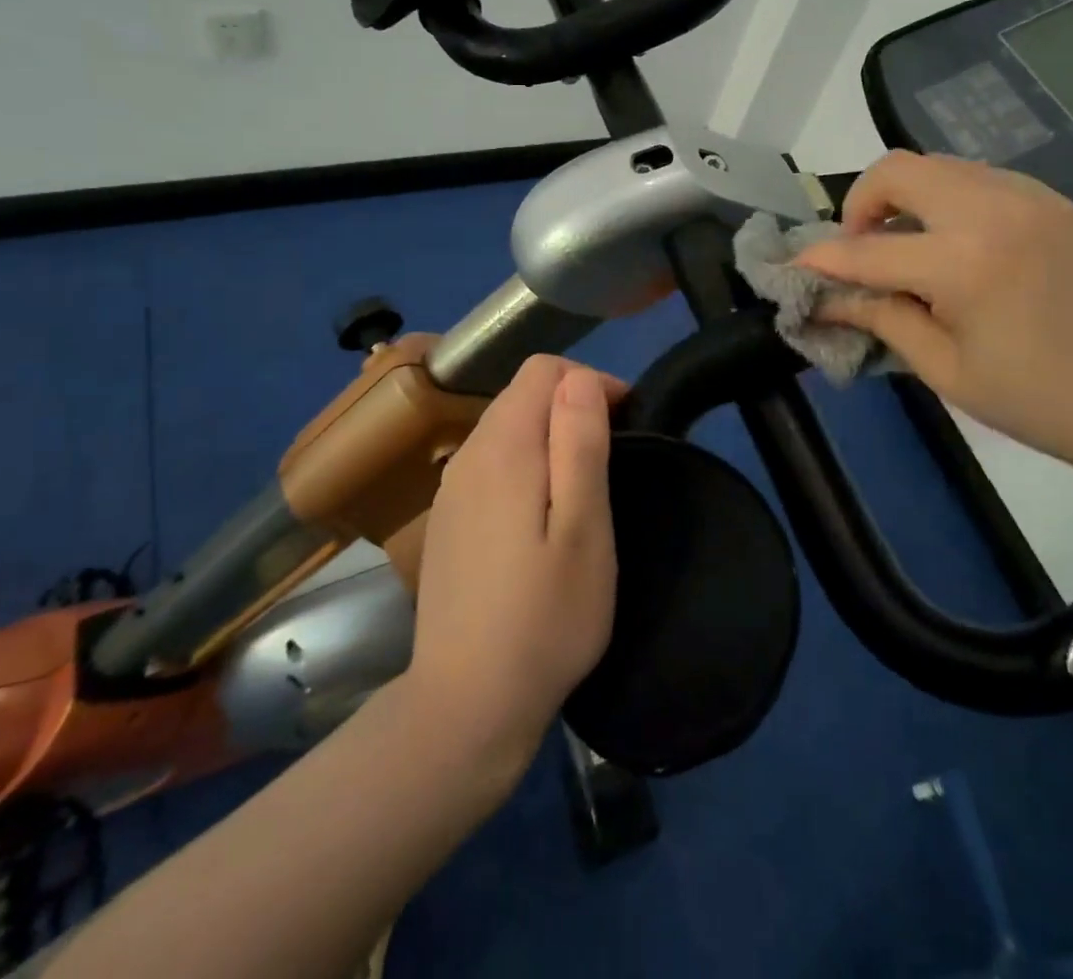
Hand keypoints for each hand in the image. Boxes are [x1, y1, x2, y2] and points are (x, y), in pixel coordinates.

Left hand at [405, 356, 618, 777]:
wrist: (467, 703)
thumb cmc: (545, 616)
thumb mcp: (584, 528)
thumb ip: (579, 443)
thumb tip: (580, 379)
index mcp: (503, 446)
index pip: (543, 370)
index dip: (591, 382)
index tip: (625, 423)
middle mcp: (468, 454)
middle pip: (522, 394)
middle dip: (572, 406)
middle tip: (611, 460)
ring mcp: (451, 488)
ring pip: (506, 427)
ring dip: (550, 436)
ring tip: (583, 487)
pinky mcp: (448, 519)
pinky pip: (491, 463)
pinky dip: (525, 465)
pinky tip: (541, 517)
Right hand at [797, 151, 1072, 467]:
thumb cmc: (1040, 401)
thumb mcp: (947, 370)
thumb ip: (882, 321)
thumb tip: (827, 301)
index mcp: (965, 263)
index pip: (868, 251)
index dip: (822, 259)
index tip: (795, 266)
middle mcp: (995, 211)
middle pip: (900, 169)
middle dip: (862, 203)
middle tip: (861, 248)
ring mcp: (1033, 199)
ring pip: (941, 166)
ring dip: (907, 197)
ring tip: (908, 247)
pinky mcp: (1058, 203)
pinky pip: (983, 180)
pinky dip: (950, 201)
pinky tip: (959, 247)